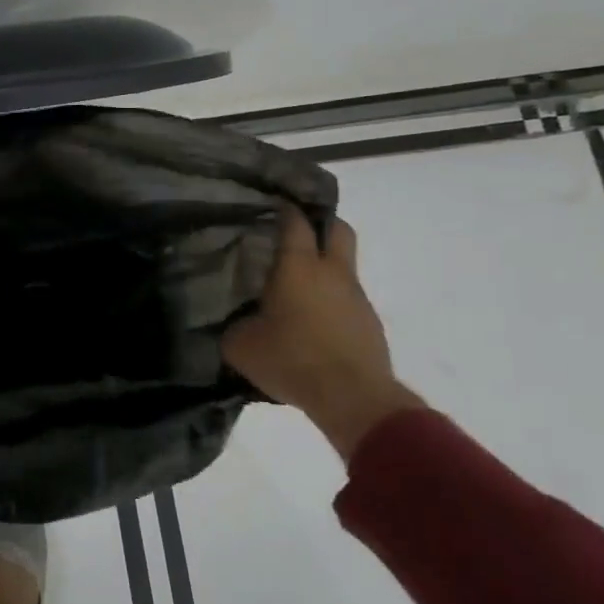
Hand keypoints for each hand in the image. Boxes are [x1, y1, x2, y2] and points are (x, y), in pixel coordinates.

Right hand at [221, 210, 418, 458]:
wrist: (354, 399)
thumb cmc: (292, 360)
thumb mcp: (241, 345)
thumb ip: (233, 325)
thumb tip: (234, 320)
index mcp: (299, 267)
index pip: (295, 222)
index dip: (284, 208)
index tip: (269, 204)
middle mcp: (332, 273)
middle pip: (337, 229)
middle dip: (320, 223)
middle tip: (293, 232)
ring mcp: (356, 297)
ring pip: (343, 266)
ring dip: (324, 267)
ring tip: (295, 284)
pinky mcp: (369, 324)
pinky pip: (347, 298)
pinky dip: (331, 299)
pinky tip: (311, 320)